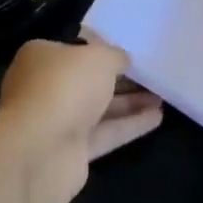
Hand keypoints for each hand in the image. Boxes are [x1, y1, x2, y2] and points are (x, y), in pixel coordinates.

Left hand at [0, 38, 162, 181]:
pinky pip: (104, 133)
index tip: (129, 53)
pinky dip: (129, 125)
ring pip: (98, 109)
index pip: (74, 50)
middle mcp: (44, 88)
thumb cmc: (65, 87)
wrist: (41, 150)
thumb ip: (114, 56)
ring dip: (129, 103)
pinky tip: (157, 117)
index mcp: (40, 57)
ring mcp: (56, 122)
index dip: (101, 51)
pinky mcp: (70, 152)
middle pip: (87, 81)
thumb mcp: (98, 58)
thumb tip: (122, 60)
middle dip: (119, 80)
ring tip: (162, 96)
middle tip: (152, 76)